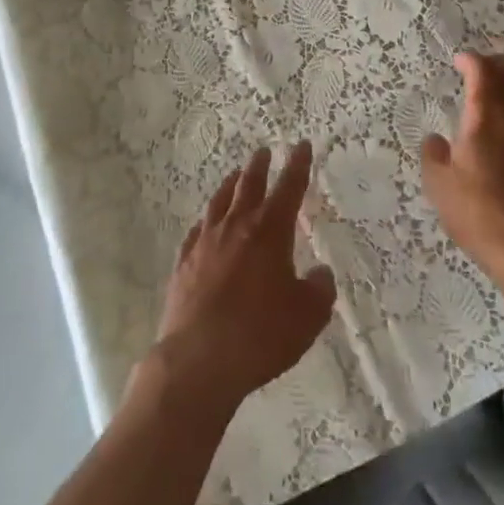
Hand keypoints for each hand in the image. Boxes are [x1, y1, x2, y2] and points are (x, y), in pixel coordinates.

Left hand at [146, 143, 335, 415]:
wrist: (199, 359)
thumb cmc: (261, 335)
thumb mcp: (306, 317)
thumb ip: (318, 290)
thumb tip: (319, 274)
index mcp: (270, 231)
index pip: (289, 188)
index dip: (298, 165)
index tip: (301, 145)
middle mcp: (236, 227)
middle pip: (249, 185)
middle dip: (259, 166)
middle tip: (263, 151)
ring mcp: (206, 243)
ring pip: (219, 202)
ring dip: (230, 185)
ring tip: (235, 175)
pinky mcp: (184, 263)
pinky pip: (197, 231)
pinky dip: (206, 221)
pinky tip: (206, 223)